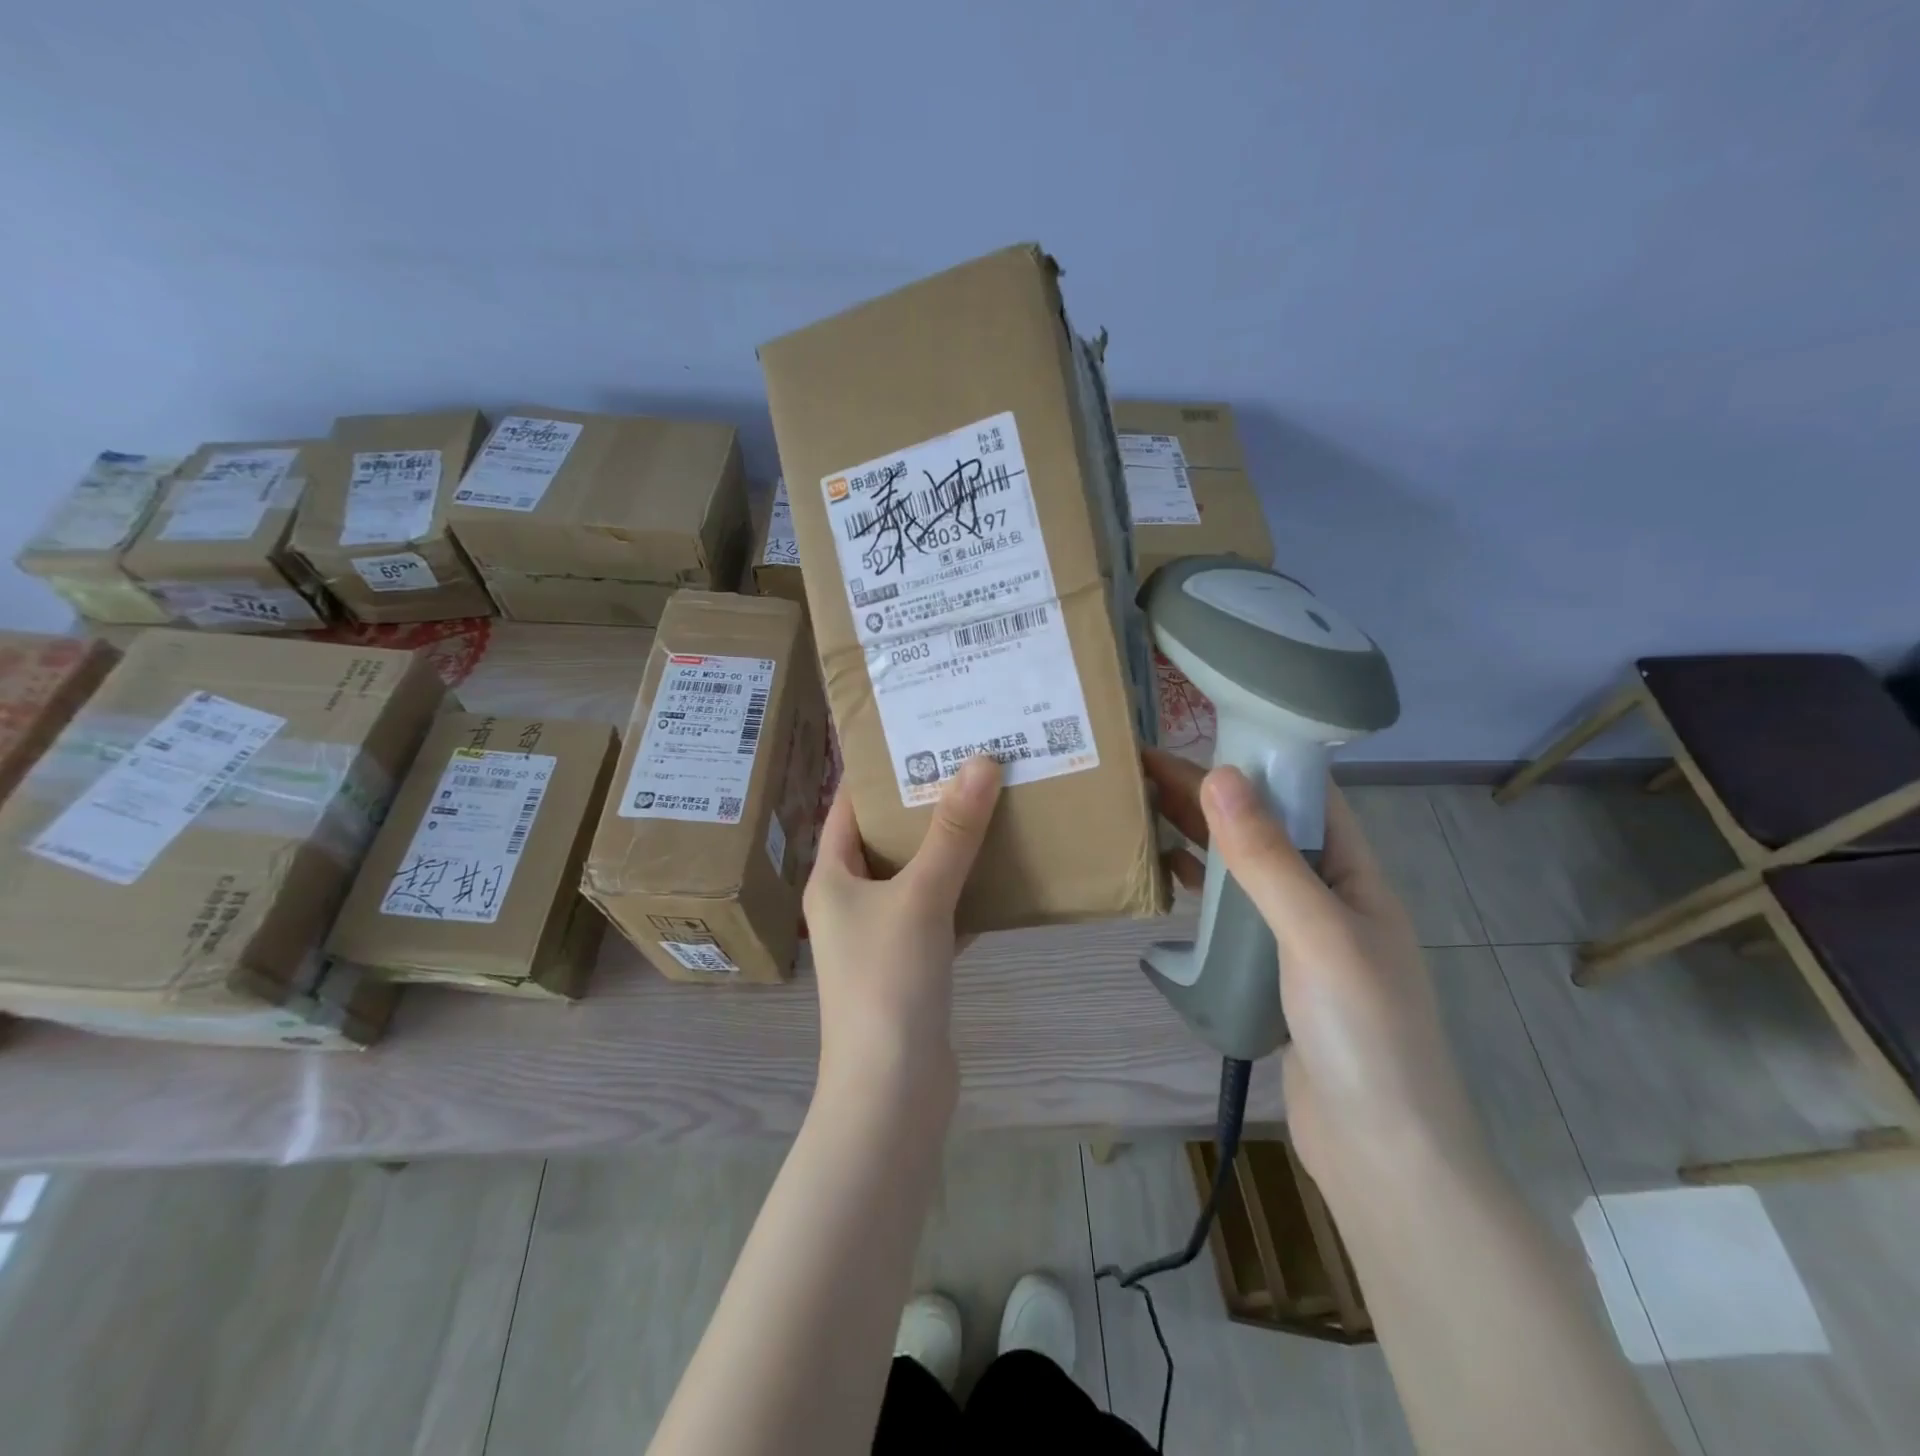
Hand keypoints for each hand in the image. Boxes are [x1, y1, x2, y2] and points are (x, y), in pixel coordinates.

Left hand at [804, 755, 1002, 1098]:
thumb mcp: (920, 896)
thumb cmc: (888, 982)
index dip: (877, 773)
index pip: (846, 808)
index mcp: (832, 879)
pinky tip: (1003, 874)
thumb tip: (981, 761)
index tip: (917, 737)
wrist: (893, 1091)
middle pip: (886, 840)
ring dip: (949, 849)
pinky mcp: (912, 967)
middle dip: (924, 806)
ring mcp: (881, 938)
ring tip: (990, 806)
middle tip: (968, 765)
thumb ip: (953, 832)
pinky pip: (940, 914)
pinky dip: (966, 894)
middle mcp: (850, 903)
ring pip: (916, 877)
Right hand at [1142, 749, 1489, 1196]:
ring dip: (1197, 837)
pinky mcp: (1271, 972)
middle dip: (1207, 794)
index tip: (1190, 736)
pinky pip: (1231, 914)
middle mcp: (1327, 895)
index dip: (1250, 758)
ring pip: (1241, 869)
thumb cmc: (1364, 1034)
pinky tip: (1164, 875)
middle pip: (1262, 827)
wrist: (1382, 1154)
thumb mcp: (1318, 934)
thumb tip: (1217, 774)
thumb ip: (1268, 858)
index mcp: (1354, 873)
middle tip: (1139, 768)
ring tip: (1140, 808)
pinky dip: (1199, 888)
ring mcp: (1298, 936)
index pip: (1302, 794)